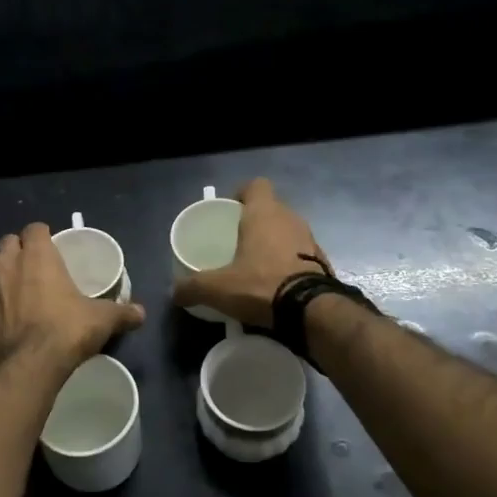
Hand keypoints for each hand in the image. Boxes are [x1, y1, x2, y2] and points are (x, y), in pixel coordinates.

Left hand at [0, 223, 144, 369]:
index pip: (35, 228)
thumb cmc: (66, 331)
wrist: (27, 367)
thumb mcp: (101, 320)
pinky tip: (1, 312)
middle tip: (34, 264)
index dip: (42, 234)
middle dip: (19, 248)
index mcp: (37, 256)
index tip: (52, 245)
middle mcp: (7, 264)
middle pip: (8, 242)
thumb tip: (141, 313)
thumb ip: (122, 313)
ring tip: (12, 283)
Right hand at [172, 178, 325, 327]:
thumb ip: (193, 287)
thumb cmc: (261, 285)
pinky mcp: (322, 261)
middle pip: (270, 208)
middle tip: (236, 241)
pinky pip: (300, 253)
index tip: (230, 211)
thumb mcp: (218, 288)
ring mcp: (310, 239)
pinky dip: (288, 261)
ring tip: (255, 264)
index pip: (256, 185)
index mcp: (264, 213)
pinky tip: (276, 282)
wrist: (311, 310)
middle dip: (254, 221)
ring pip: (286, 230)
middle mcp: (290, 218)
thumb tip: (174, 292)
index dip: (242, 194)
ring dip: (273, 242)